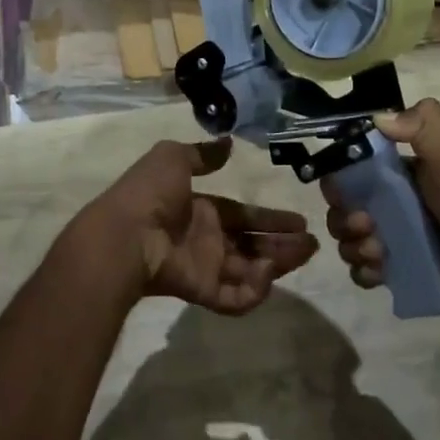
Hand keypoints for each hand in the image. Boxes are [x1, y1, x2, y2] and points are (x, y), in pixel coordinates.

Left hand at [83, 138, 317, 314]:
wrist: (126, 233)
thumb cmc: (150, 193)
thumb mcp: (172, 158)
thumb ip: (201, 154)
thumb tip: (227, 142)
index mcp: (200, 209)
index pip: (242, 215)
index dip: (269, 217)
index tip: (299, 220)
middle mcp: (206, 239)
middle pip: (251, 244)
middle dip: (281, 243)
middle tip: (312, 243)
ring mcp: (204, 267)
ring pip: (249, 271)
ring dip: (277, 265)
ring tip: (303, 254)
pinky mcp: (201, 291)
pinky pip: (234, 297)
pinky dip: (254, 291)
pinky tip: (268, 274)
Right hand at [319, 99, 439, 329]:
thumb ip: (424, 129)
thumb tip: (378, 117)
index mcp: (400, 175)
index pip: (350, 173)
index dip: (339, 184)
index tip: (345, 195)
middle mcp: (394, 204)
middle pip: (343, 209)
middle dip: (344, 220)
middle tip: (368, 228)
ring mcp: (397, 240)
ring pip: (350, 241)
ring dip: (353, 248)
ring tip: (379, 255)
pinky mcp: (403, 272)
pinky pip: (364, 272)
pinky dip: (364, 273)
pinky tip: (380, 274)